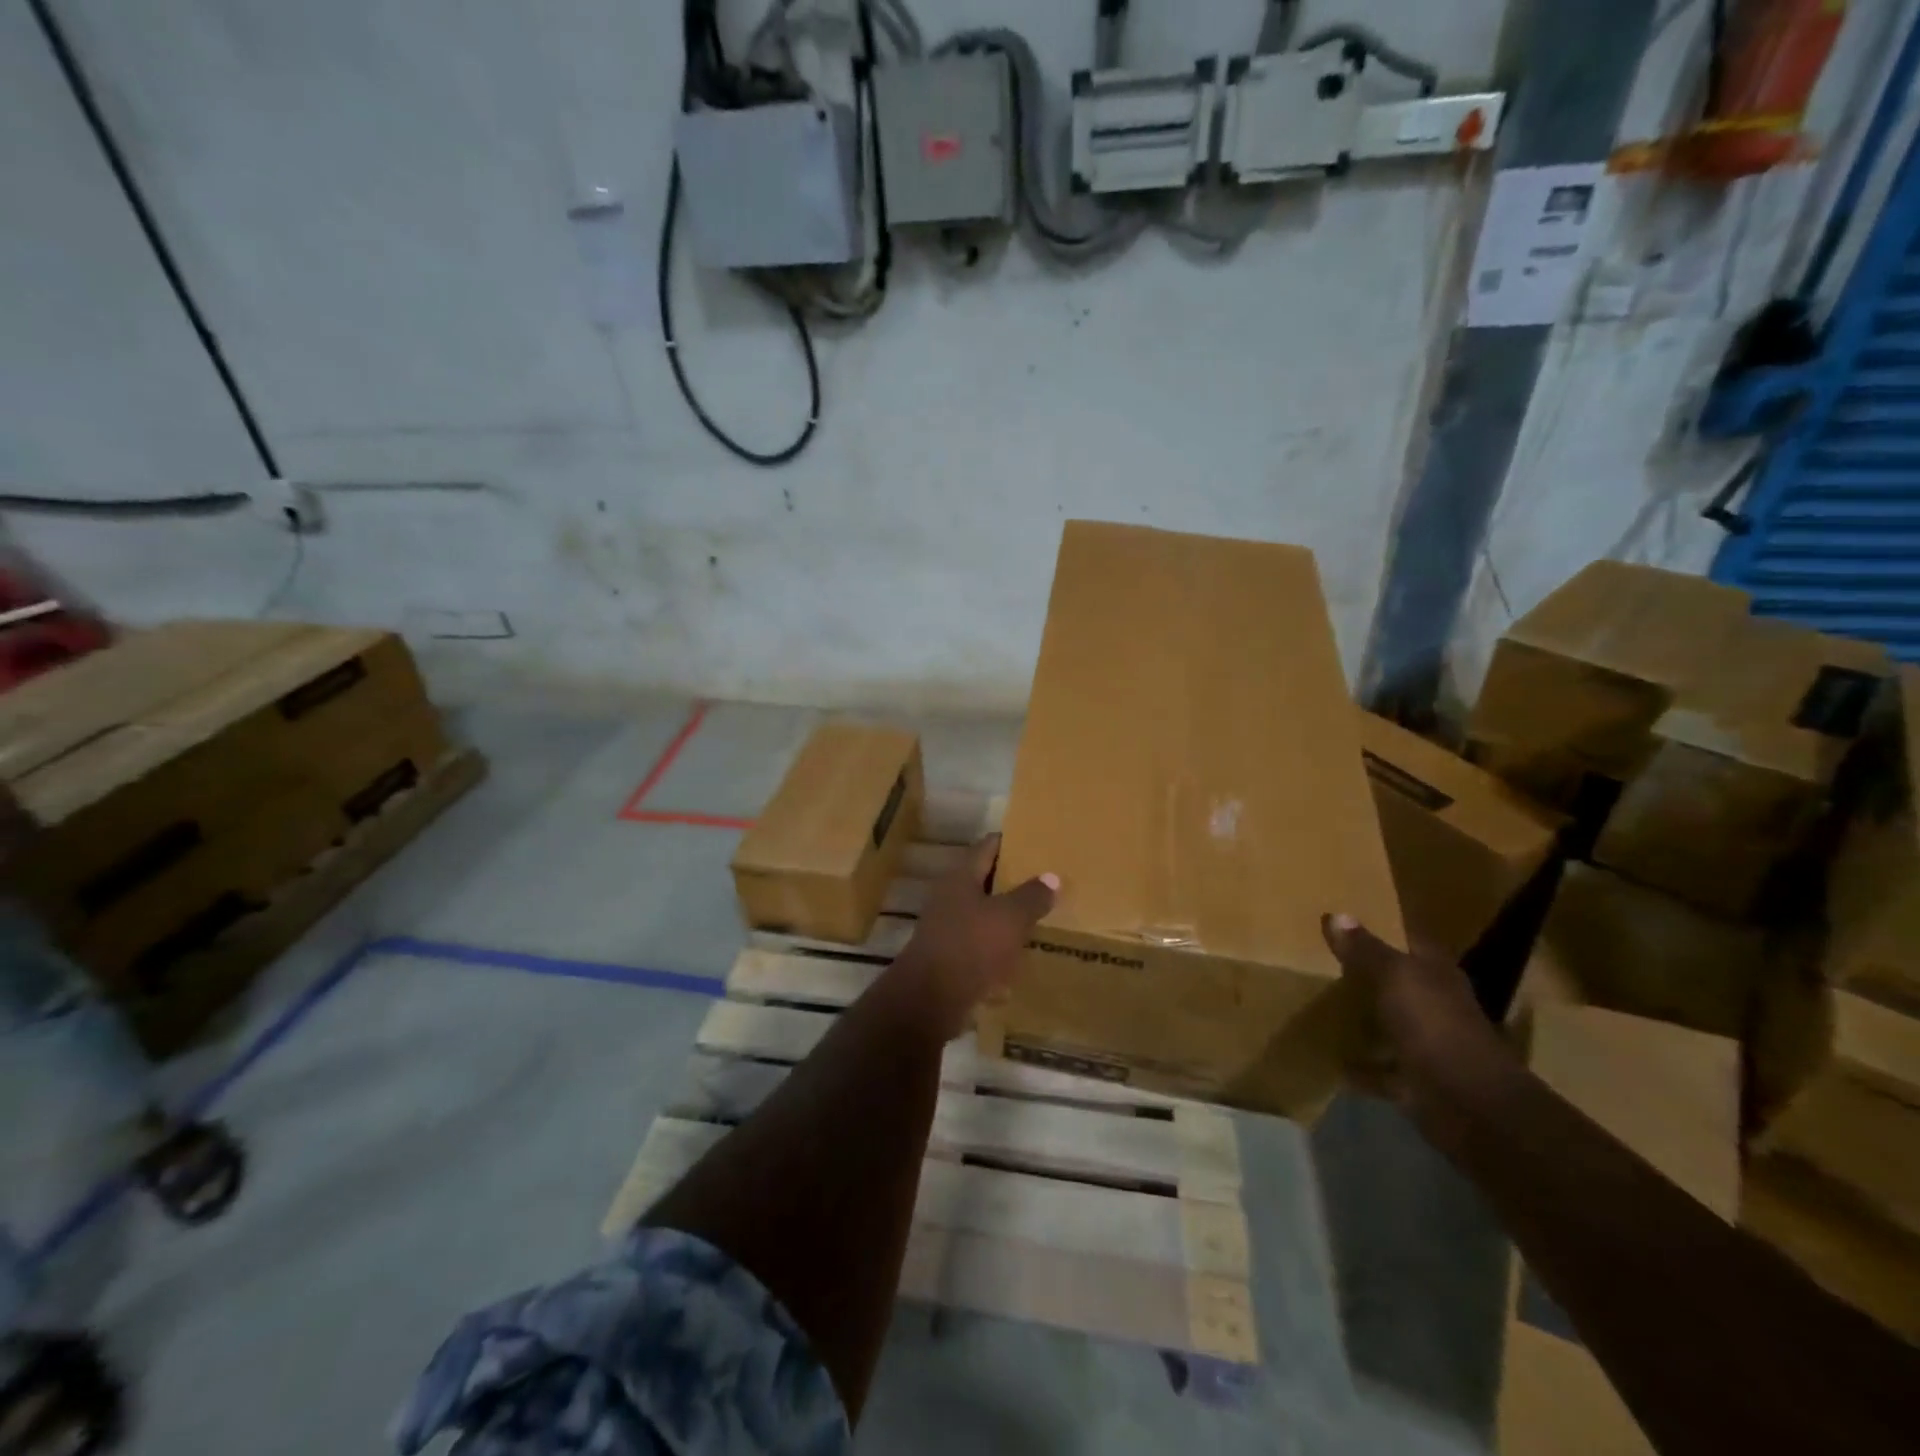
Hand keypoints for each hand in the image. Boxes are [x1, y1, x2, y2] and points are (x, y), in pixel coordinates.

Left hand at [891, 835, 1056, 1041]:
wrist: (930, 1000)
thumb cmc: (971, 946)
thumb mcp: (1010, 918)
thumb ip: (1031, 896)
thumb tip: (1051, 877)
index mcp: (961, 877)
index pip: (987, 846)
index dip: (1011, 842)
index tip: (1036, 843)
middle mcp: (949, 896)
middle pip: (984, 880)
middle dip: (1012, 881)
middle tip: (1045, 881)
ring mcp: (946, 927)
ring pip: (981, 913)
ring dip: (1005, 915)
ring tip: (1037, 917)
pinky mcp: (948, 957)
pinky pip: (978, 943)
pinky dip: (997, 945)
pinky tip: (1019, 954)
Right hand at [1320, 913, 1512, 1118]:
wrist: (1469, 1103)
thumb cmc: (1434, 1026)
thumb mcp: (1394, 977)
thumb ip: (1365, 949)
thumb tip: (1336, 914)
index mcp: (1436, 975)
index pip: (1409, 942)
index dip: (1383, 930)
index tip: (1344, 923)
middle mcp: (1435, 1006)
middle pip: (1398, 984)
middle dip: (1367, 975)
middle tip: (1322, 960)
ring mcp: (1427, 1046)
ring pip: (1389, 1025)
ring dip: (1364, 1021)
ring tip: (1320, 1006)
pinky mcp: (1414, 1082)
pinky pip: (1379, 1070)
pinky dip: (1359, 1067)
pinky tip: (1330, 1058)